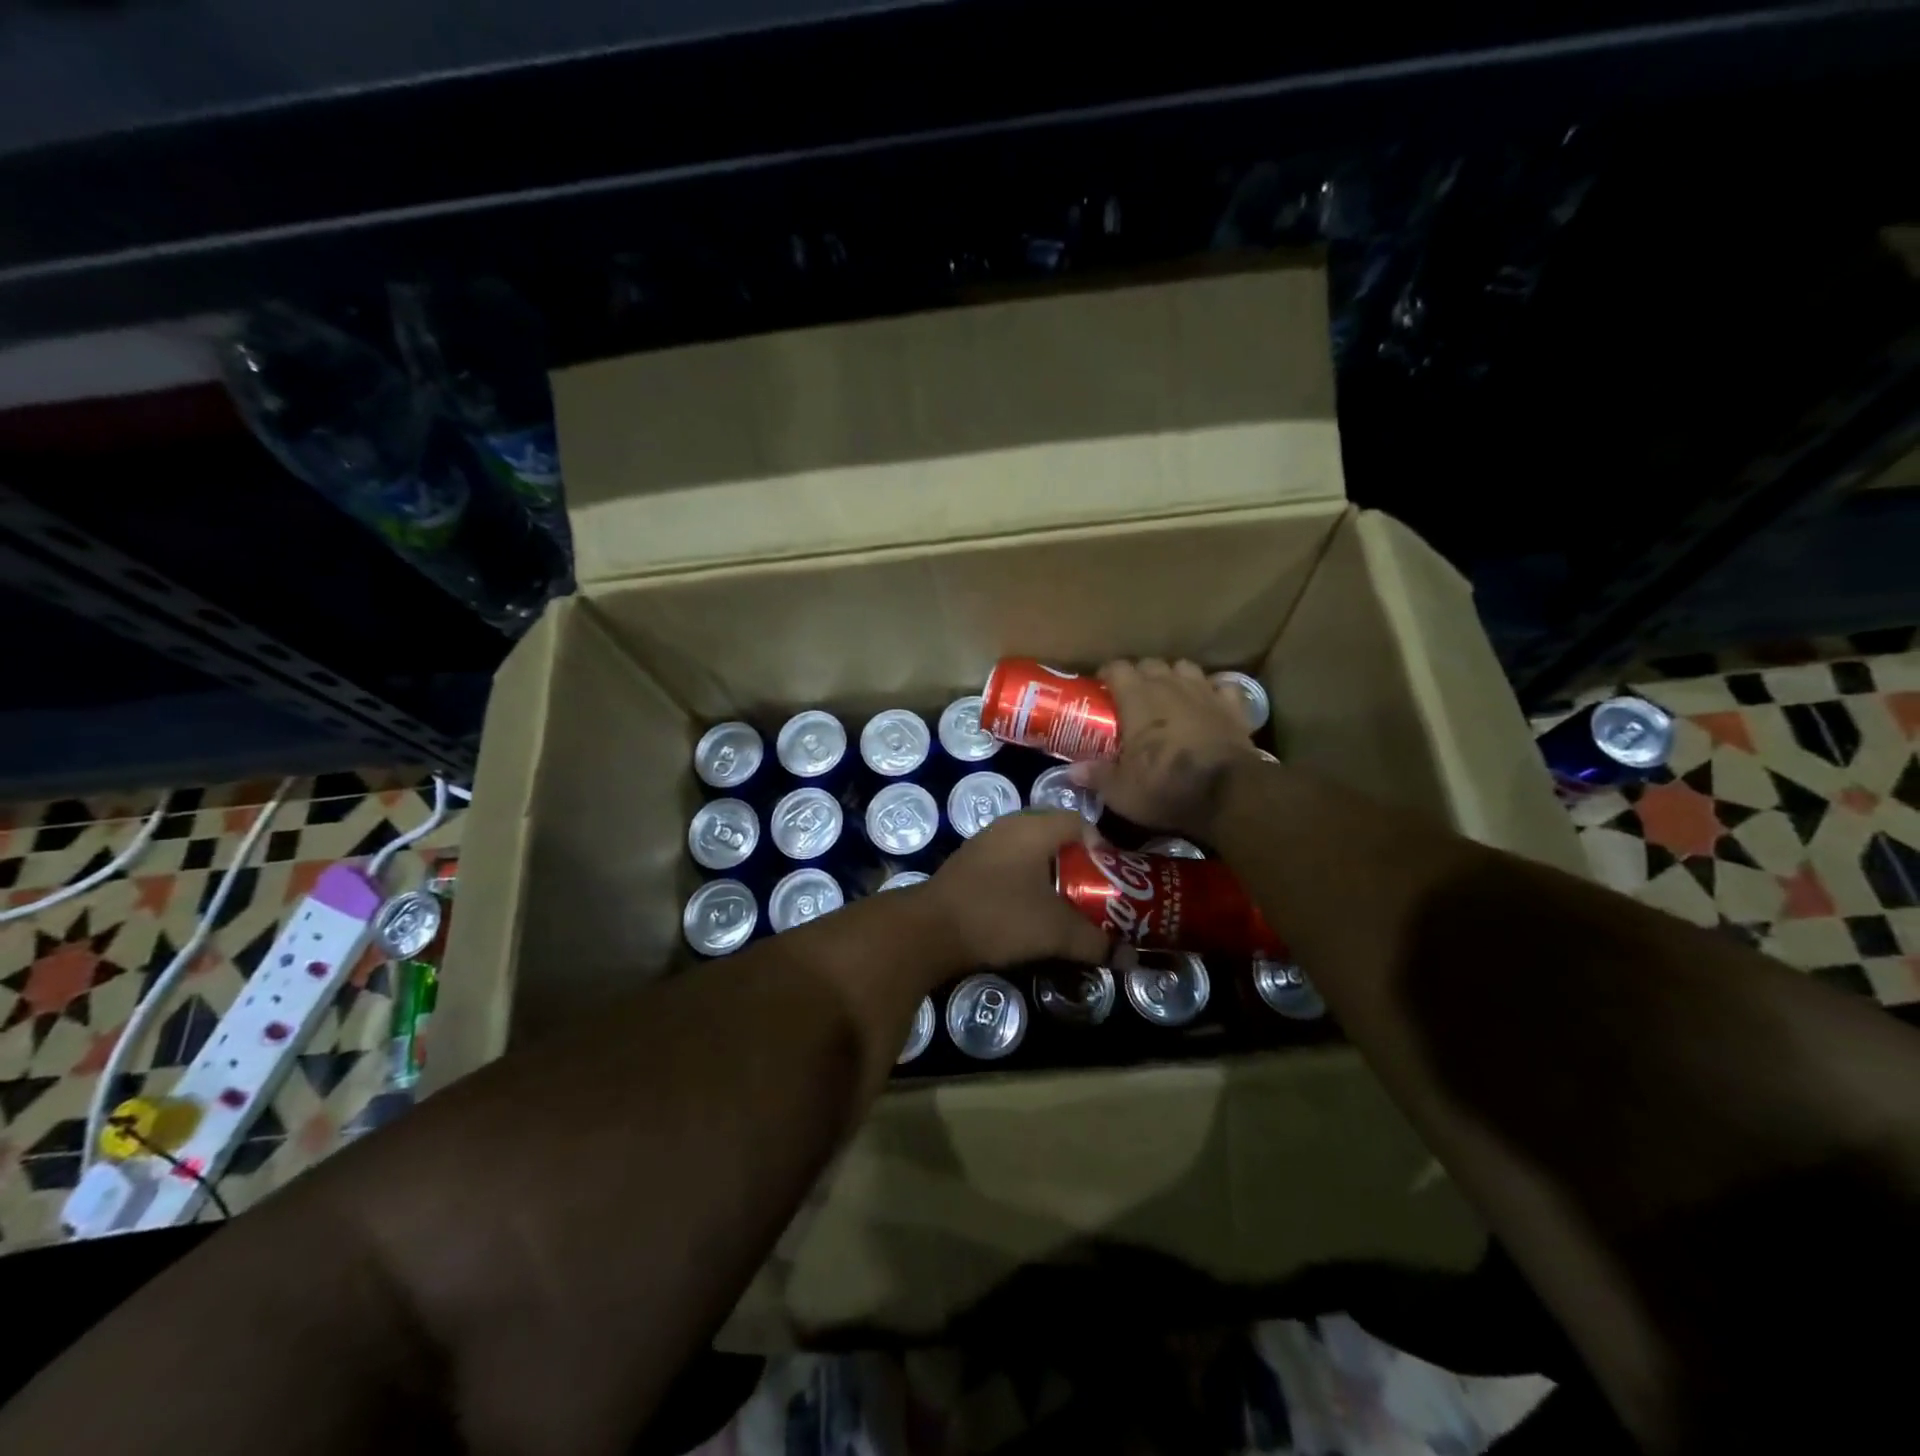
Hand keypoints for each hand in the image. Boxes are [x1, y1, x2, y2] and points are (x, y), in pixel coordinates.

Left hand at [928, 811, 1107, 967]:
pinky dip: (1028, 884)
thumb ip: (1096, 942)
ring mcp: (986, 843)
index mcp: (1034, 826)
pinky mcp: (970, 864)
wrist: (929, 930)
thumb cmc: (1000, 916)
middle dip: (1081, 868)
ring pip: (1034, 854)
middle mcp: (1010, 825)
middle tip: (1095, 898)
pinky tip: (1031, 913)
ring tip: (1068, 909)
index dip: (1104, 852)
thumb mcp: (1056, 932)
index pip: (1082, 823)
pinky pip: (1012, 865)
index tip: (1113, 884)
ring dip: (1053, 878)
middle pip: (1059, 839)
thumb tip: (1130, 958)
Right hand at [1071, 659, 1256, 834]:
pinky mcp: (1233, 707)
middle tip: (1132, 696)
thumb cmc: (1166, 788)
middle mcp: (1170, 686)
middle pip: (1151, 664)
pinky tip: (1209, 703)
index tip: (1101, 687)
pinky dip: (1213, 692)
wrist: (1228, 794)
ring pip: (1185, 668)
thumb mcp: (1121, 791)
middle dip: (1140, 674)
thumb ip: (1096, 776)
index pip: (1117, 668)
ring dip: (1175, 677)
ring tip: (1169, 695)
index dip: (1107, 674)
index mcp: (1137, 699)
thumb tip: (1072, 772)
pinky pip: (1222, 687)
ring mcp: (1205, 693)